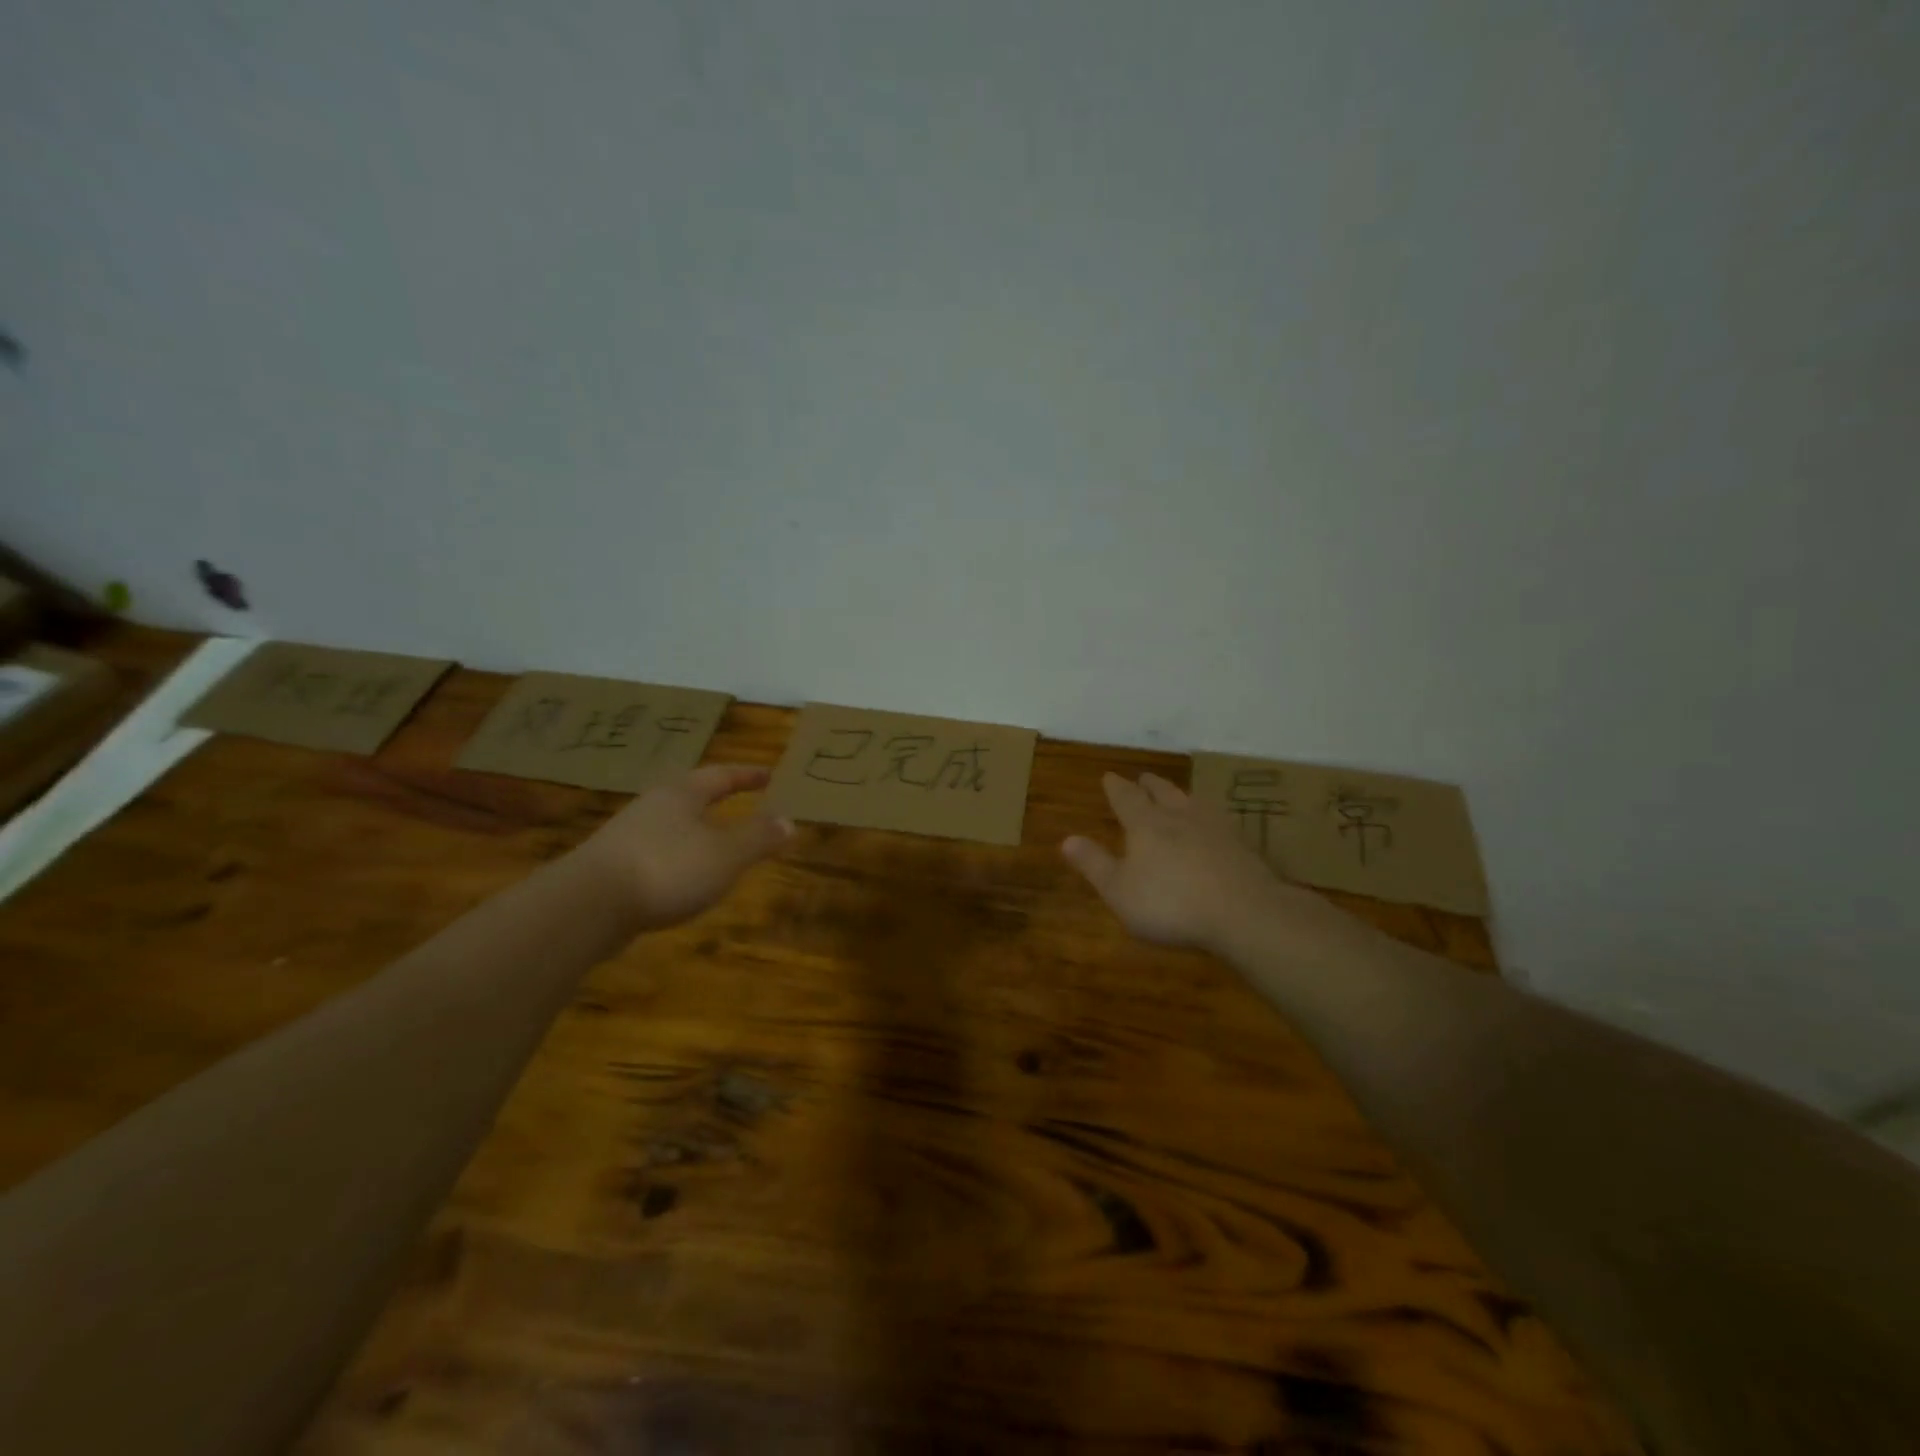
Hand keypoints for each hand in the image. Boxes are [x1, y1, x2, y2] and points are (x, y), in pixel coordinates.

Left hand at [572, 764, 792, 930]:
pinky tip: (682, 880)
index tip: (769, 775)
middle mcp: (652, 806)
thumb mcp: (726, 854)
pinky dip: (677, 858)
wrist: (587, 905)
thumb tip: (789, 821)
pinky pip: (656, 853)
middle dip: (717, 799)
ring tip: (716, 845)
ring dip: (696, 831)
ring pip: (671, 825)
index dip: (747, 776)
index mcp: (682, 794)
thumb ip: (759, 838)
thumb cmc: (667, 868)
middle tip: (741, 803)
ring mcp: (627, 836)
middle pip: (690, 795)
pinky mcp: (611, 867)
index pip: (721, 776)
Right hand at [1062, 771, 1340, 951]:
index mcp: (1146, 825)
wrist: (1244, 913)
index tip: (1109, 776)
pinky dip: (1207, 817)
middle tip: (1143, 778)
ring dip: (1180, 795)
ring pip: (1192, 802)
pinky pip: (1218, 821)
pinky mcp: (1241, 846)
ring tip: (1177, 794)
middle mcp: (1179, 817)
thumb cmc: (1170, 904)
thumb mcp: (1119, 891)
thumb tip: (1066, 839)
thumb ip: (1094, 864)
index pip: (1127, 798)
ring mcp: (1214, 829)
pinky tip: (1213, 825)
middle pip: (1163, 793)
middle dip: (1149, 785)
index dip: (1116, 788)